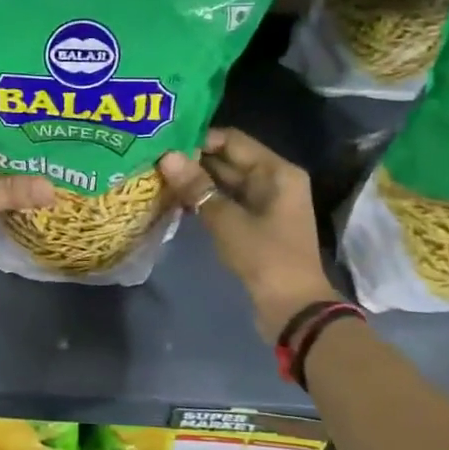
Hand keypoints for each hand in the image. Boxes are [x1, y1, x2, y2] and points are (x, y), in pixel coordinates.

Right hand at [158, 128, 338, 343]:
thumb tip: (166, 156)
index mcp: (276, 171)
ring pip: (225, 181)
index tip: (164, 143)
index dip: (199, 139)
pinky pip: (226, 201)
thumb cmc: (266, 258)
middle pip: (228, 159)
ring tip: (158, 176)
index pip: (232, 140)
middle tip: (153, 159)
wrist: (294, 310)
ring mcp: (265, 203)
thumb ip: (197, 187)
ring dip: (196, 181)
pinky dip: (204, 199)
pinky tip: (175, 200)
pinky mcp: (256, 223)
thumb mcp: (227, 220)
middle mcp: (273, 180)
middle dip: (193, 160)